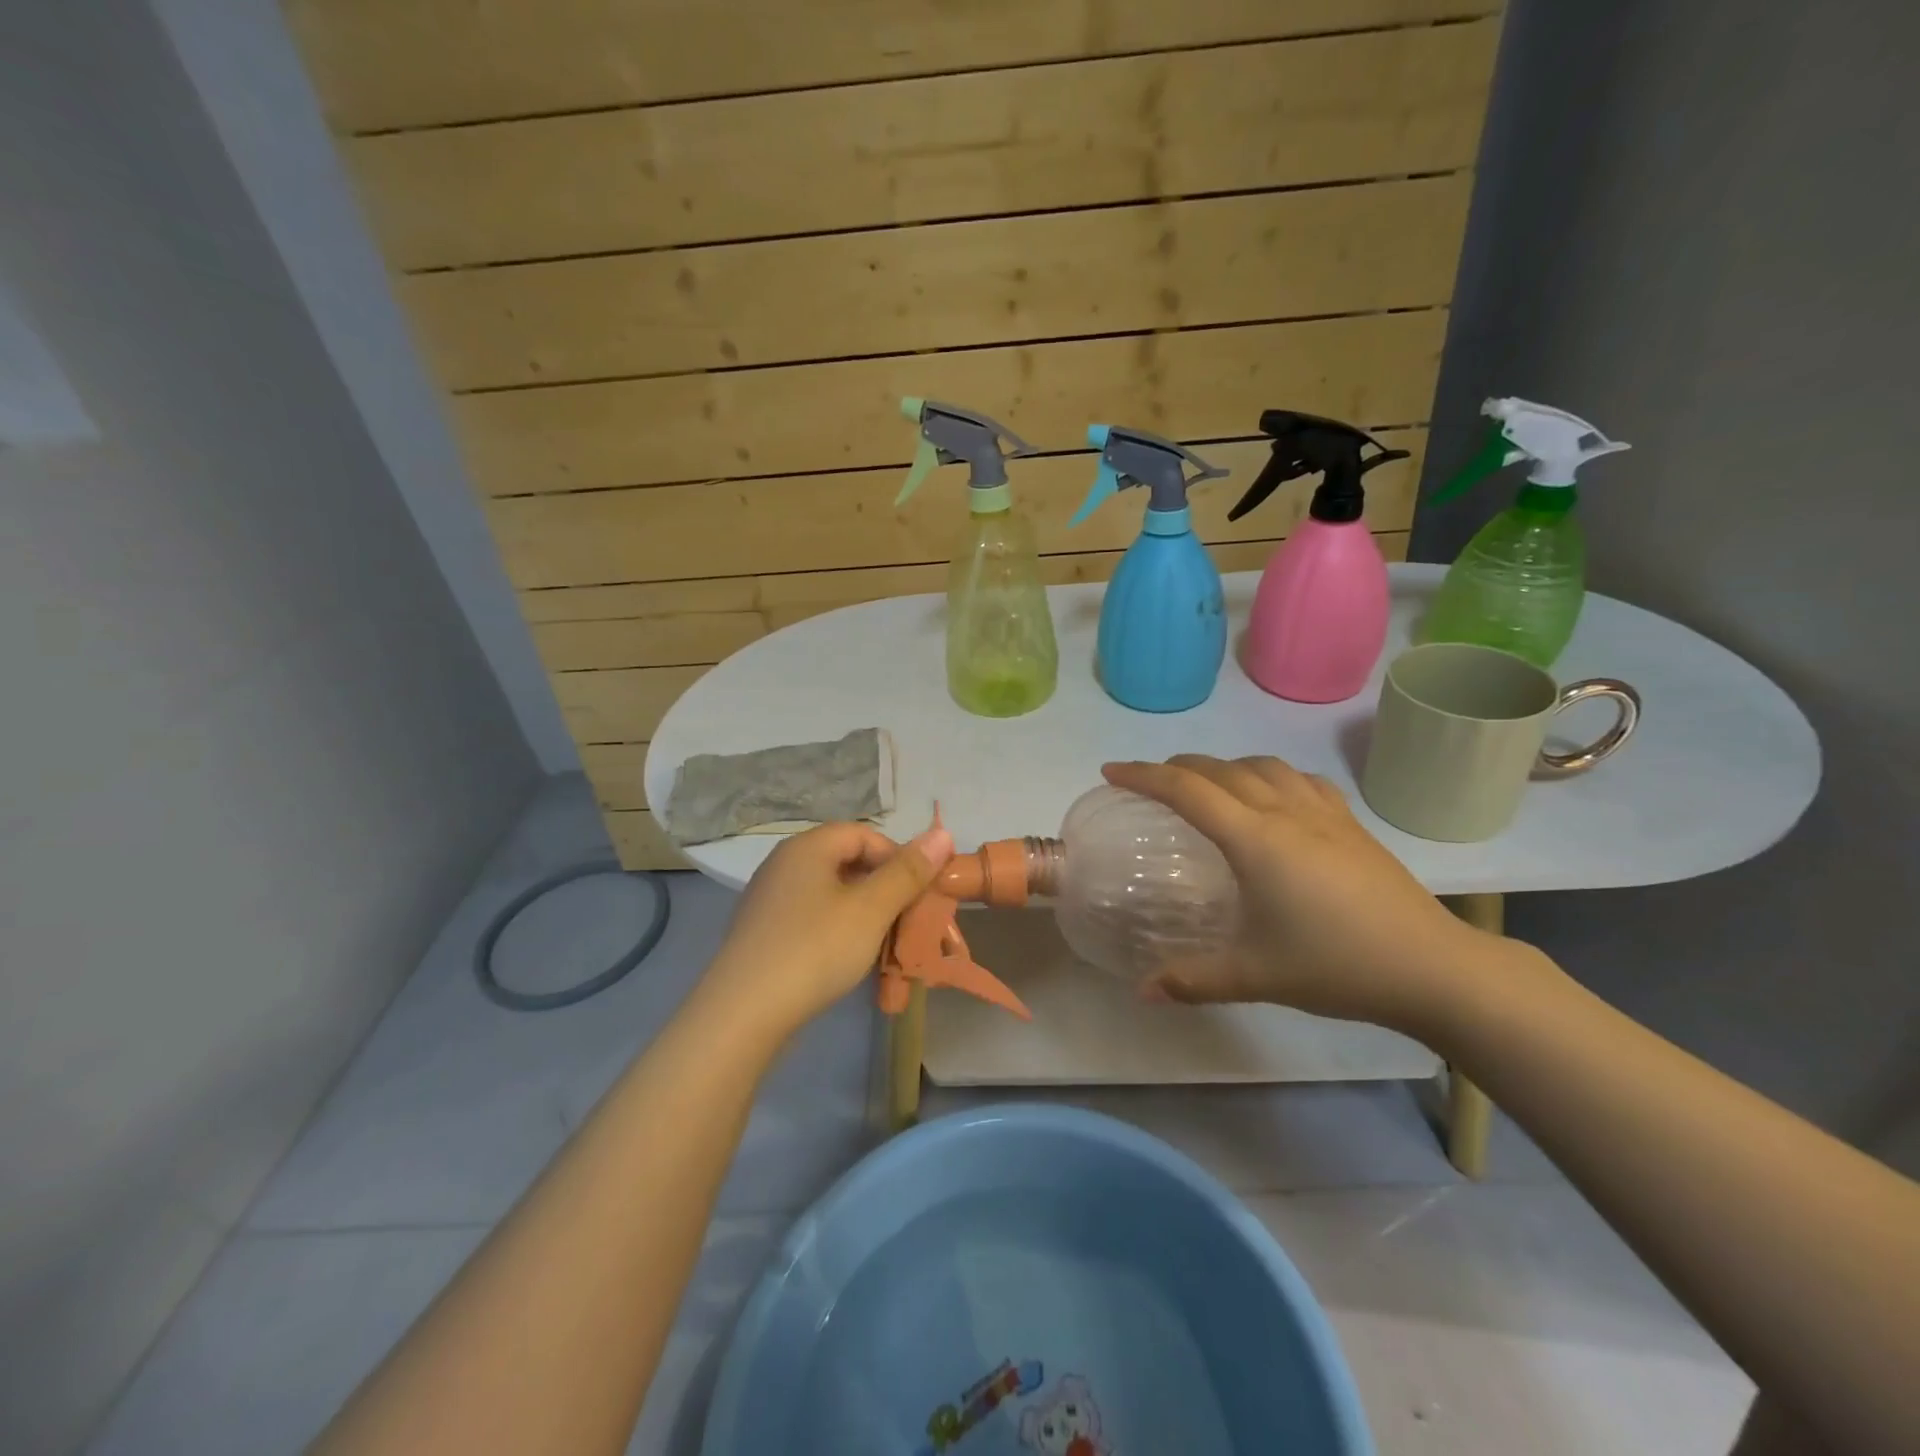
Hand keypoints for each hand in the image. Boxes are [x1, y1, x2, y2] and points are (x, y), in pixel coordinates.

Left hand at [700, 821, 954, 1039]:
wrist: (741, 1016)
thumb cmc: (814, 950)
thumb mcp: (871, 910)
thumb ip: (908, 871)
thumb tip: (942, 833)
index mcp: (807, 847)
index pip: (865, 834)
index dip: (899, 857)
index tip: (919, 893)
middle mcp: (785, 864)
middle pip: (848, 862)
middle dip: (886, 890)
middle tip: (910, 923)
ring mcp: (771, 900)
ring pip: (833, 895)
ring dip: (866, 916)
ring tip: (887, 947)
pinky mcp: (765, 933)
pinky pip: (814, 919)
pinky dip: (840, 933)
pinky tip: (852, 962)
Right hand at [1102, 755, 1499, 1033]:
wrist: (1433, 967)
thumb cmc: (1336, 965)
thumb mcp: (1255, 975)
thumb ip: (1193, 980)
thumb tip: (1142, 992)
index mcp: (1255, 839)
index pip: (1186, 791)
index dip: (1143, 776)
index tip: (1112, 772)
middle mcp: (1284, 812)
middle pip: (1220, 770)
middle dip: (1177, 767)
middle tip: (1149, 782)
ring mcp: (1323, 813)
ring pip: (1263, 765)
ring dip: (1225, 765)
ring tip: (1207, 785)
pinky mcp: (1351, 824)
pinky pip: (1300, 779)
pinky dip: (1270, 775)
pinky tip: (1273, 796)